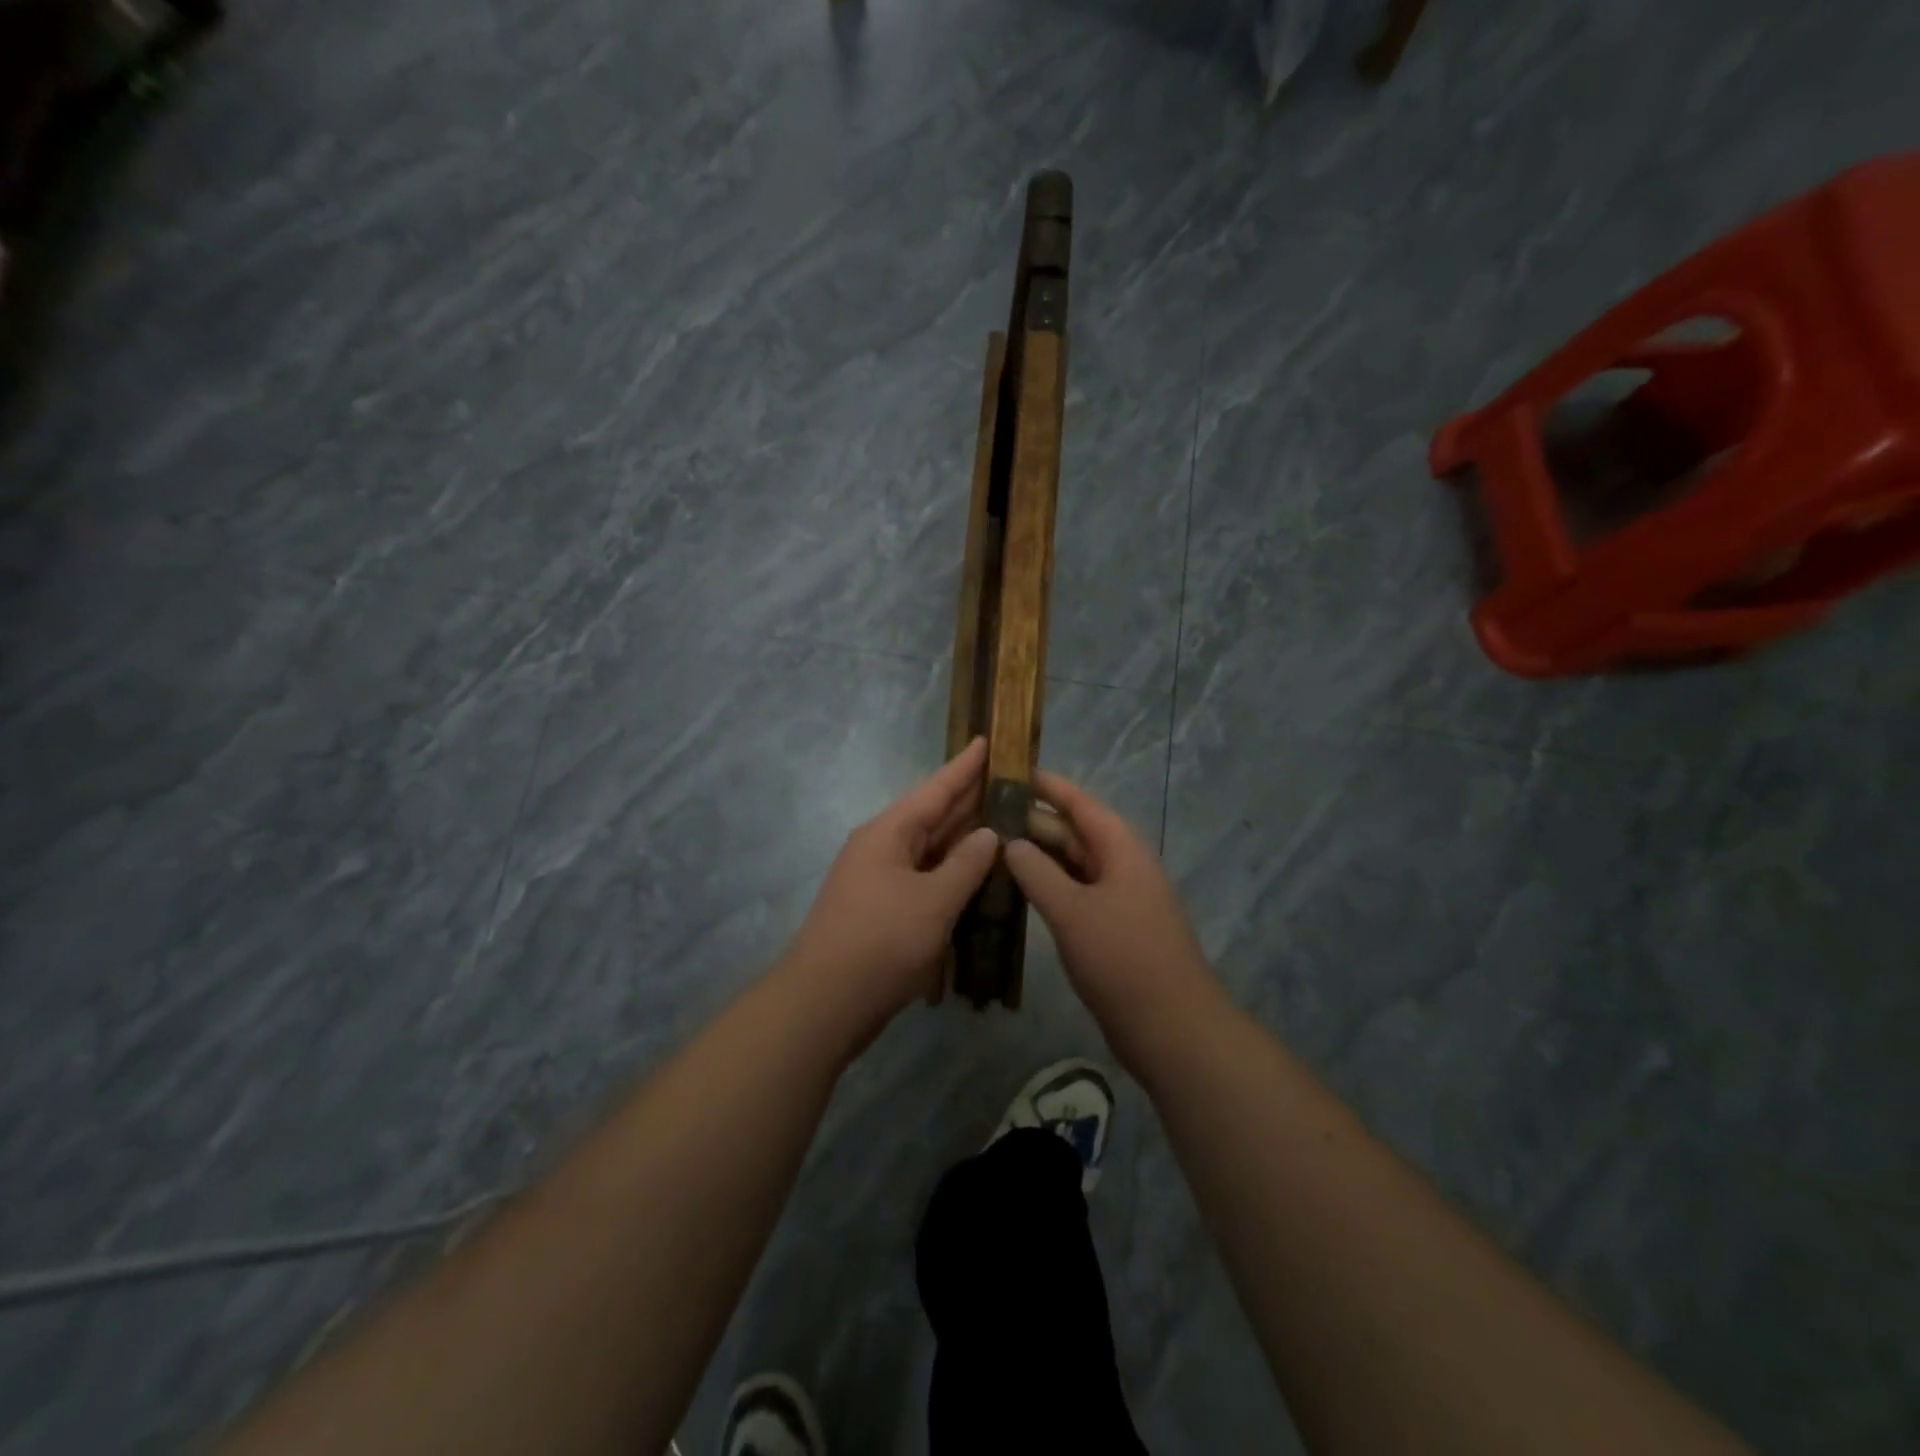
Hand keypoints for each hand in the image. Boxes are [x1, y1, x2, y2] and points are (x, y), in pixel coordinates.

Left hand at [782, 737, 998, 1032]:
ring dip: (962, 837)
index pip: (935, 789)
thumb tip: (988, 834)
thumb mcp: (933, 900)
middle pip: (932, 815)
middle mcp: (882, 847)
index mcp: (888, 833)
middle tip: (1009, 780)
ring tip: (1002, 819)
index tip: (987, 739)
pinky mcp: (883, 910)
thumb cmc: (881, 941)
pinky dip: (951, 872)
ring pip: (929, 848)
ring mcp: (880, 880)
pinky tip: (976, 873)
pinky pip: (924, 878)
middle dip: (968, 798)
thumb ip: (966, 864)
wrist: (825, 1002)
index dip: (964, 766)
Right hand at [1005, 771, 1228, 1075]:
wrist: (1173, 1028)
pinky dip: (1048, 887)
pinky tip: (1017, 890)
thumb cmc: (1123, 959)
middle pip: (1074, 833)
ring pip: (1073, 865)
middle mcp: (1121, 866)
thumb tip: (1010, 842)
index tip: (1010, 770)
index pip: (1080, 803)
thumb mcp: (1073, 911)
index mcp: (1121, 849)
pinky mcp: (1112, 929)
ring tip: (992, 847)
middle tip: (985, 815)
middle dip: (1034, 823)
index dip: (1047, 786)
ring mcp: (1118, 899)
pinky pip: (1075, 894)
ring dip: (1038, 857)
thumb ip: (1038, 873)